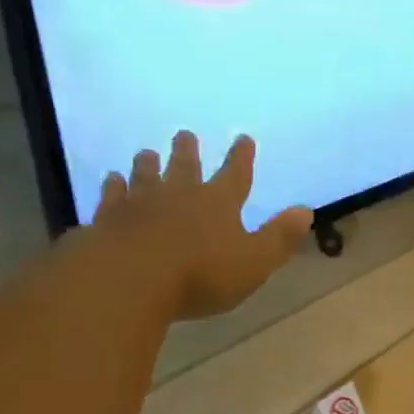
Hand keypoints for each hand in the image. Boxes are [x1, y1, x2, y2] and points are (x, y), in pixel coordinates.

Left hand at [91, 131, 312, 320]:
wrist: (128, 280)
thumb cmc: (200, 274)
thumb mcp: (254, 262)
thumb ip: (279, 238)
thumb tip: (305, 210)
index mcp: (218, 203)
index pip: (235, 175)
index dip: (241, 157)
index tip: (243, 138)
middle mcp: (178, 195)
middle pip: (185, 167)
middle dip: (188, 150)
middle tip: (185, 134)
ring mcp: (139, 204)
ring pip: (145, 175)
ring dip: (148, 164)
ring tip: (147, 153)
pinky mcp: (107, 219)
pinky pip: (112, 196)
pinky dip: (113, 186)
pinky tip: (112, 181)